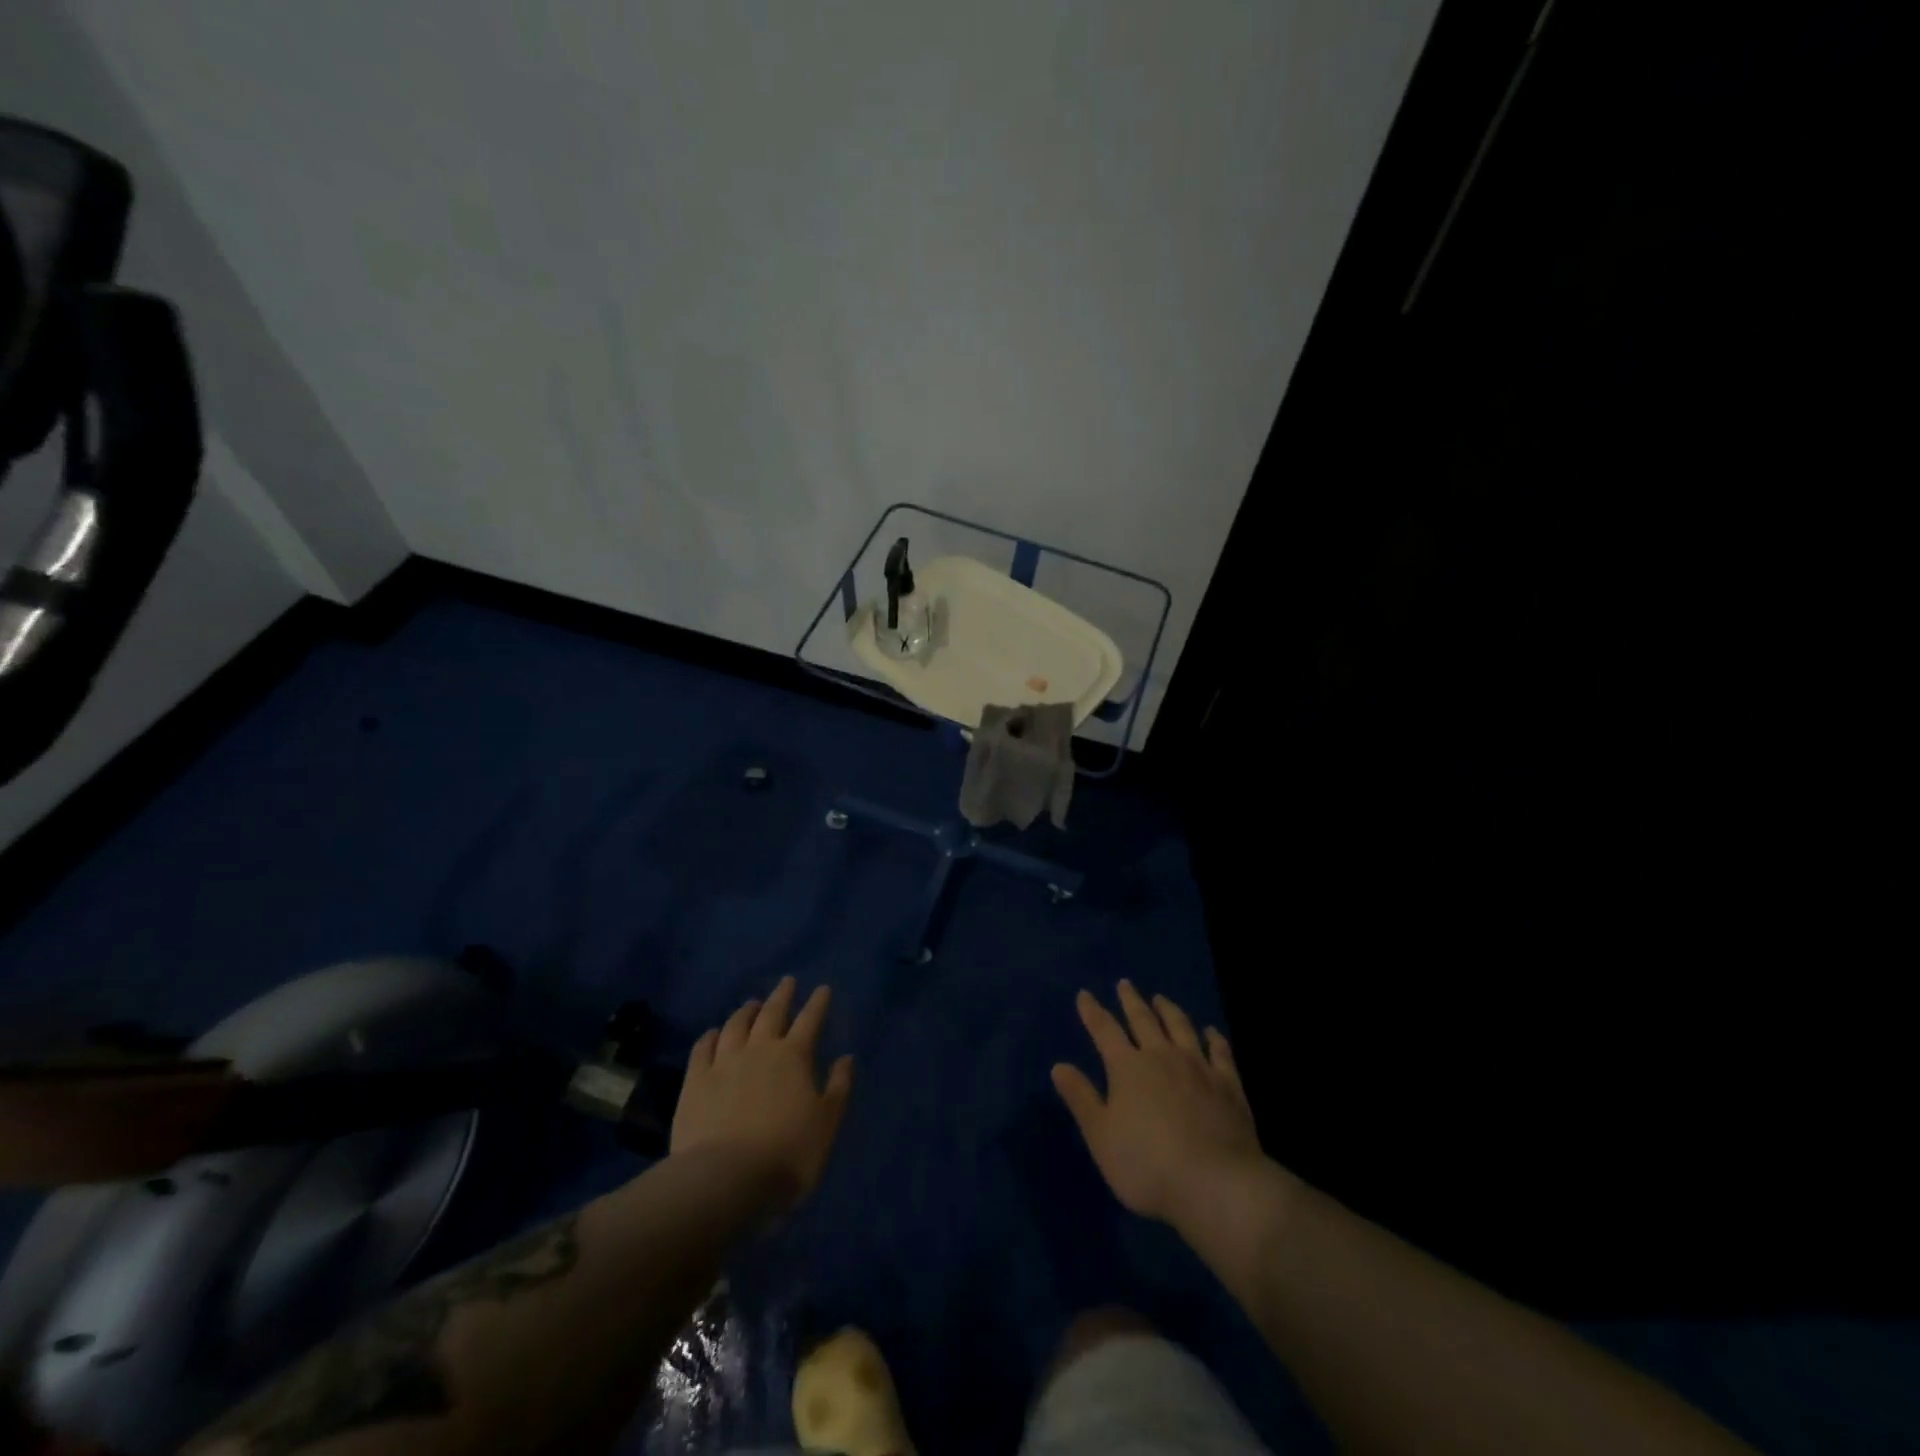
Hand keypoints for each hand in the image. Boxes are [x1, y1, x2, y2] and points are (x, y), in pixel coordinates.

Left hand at [670, 977, 853, 1207]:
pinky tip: (712, 1033)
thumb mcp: (826, 1124)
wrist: (725, 1179)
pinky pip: (702, 1049)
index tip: (823, 988)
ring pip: (735, 1026)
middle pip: (771, 1013)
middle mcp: (759, 1049)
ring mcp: (724, 1063)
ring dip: (746, 1012)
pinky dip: (709, 1037)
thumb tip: (846, 1058)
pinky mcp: (695, 1082)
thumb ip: (838, 1088)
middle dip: (782, 996)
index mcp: (794, 1057)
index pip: (810, 1020)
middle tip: (787, 981)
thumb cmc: (787, 1154)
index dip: (818, 1003)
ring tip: (751, 1004)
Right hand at [1053, 980, 1266, 1226]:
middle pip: (1144, 1020)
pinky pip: (1220, 1052)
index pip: (1105, 1030)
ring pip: (1181, 1028)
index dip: (1092, 1011)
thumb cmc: (1148, 1165)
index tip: (1084, 994)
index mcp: (1127, 1067)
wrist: (1216, 1184)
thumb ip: (1081, 1099)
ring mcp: (1198, 1067)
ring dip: (1169, 1011)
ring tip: (1162, 999)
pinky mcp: (1228, 1085)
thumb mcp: (1101, 1137)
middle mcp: (1162, 1056)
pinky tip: (1212, 1032)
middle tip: (1125, 984)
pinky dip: (1214, 1039)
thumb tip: (1059, 1066)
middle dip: (1131, 1001)